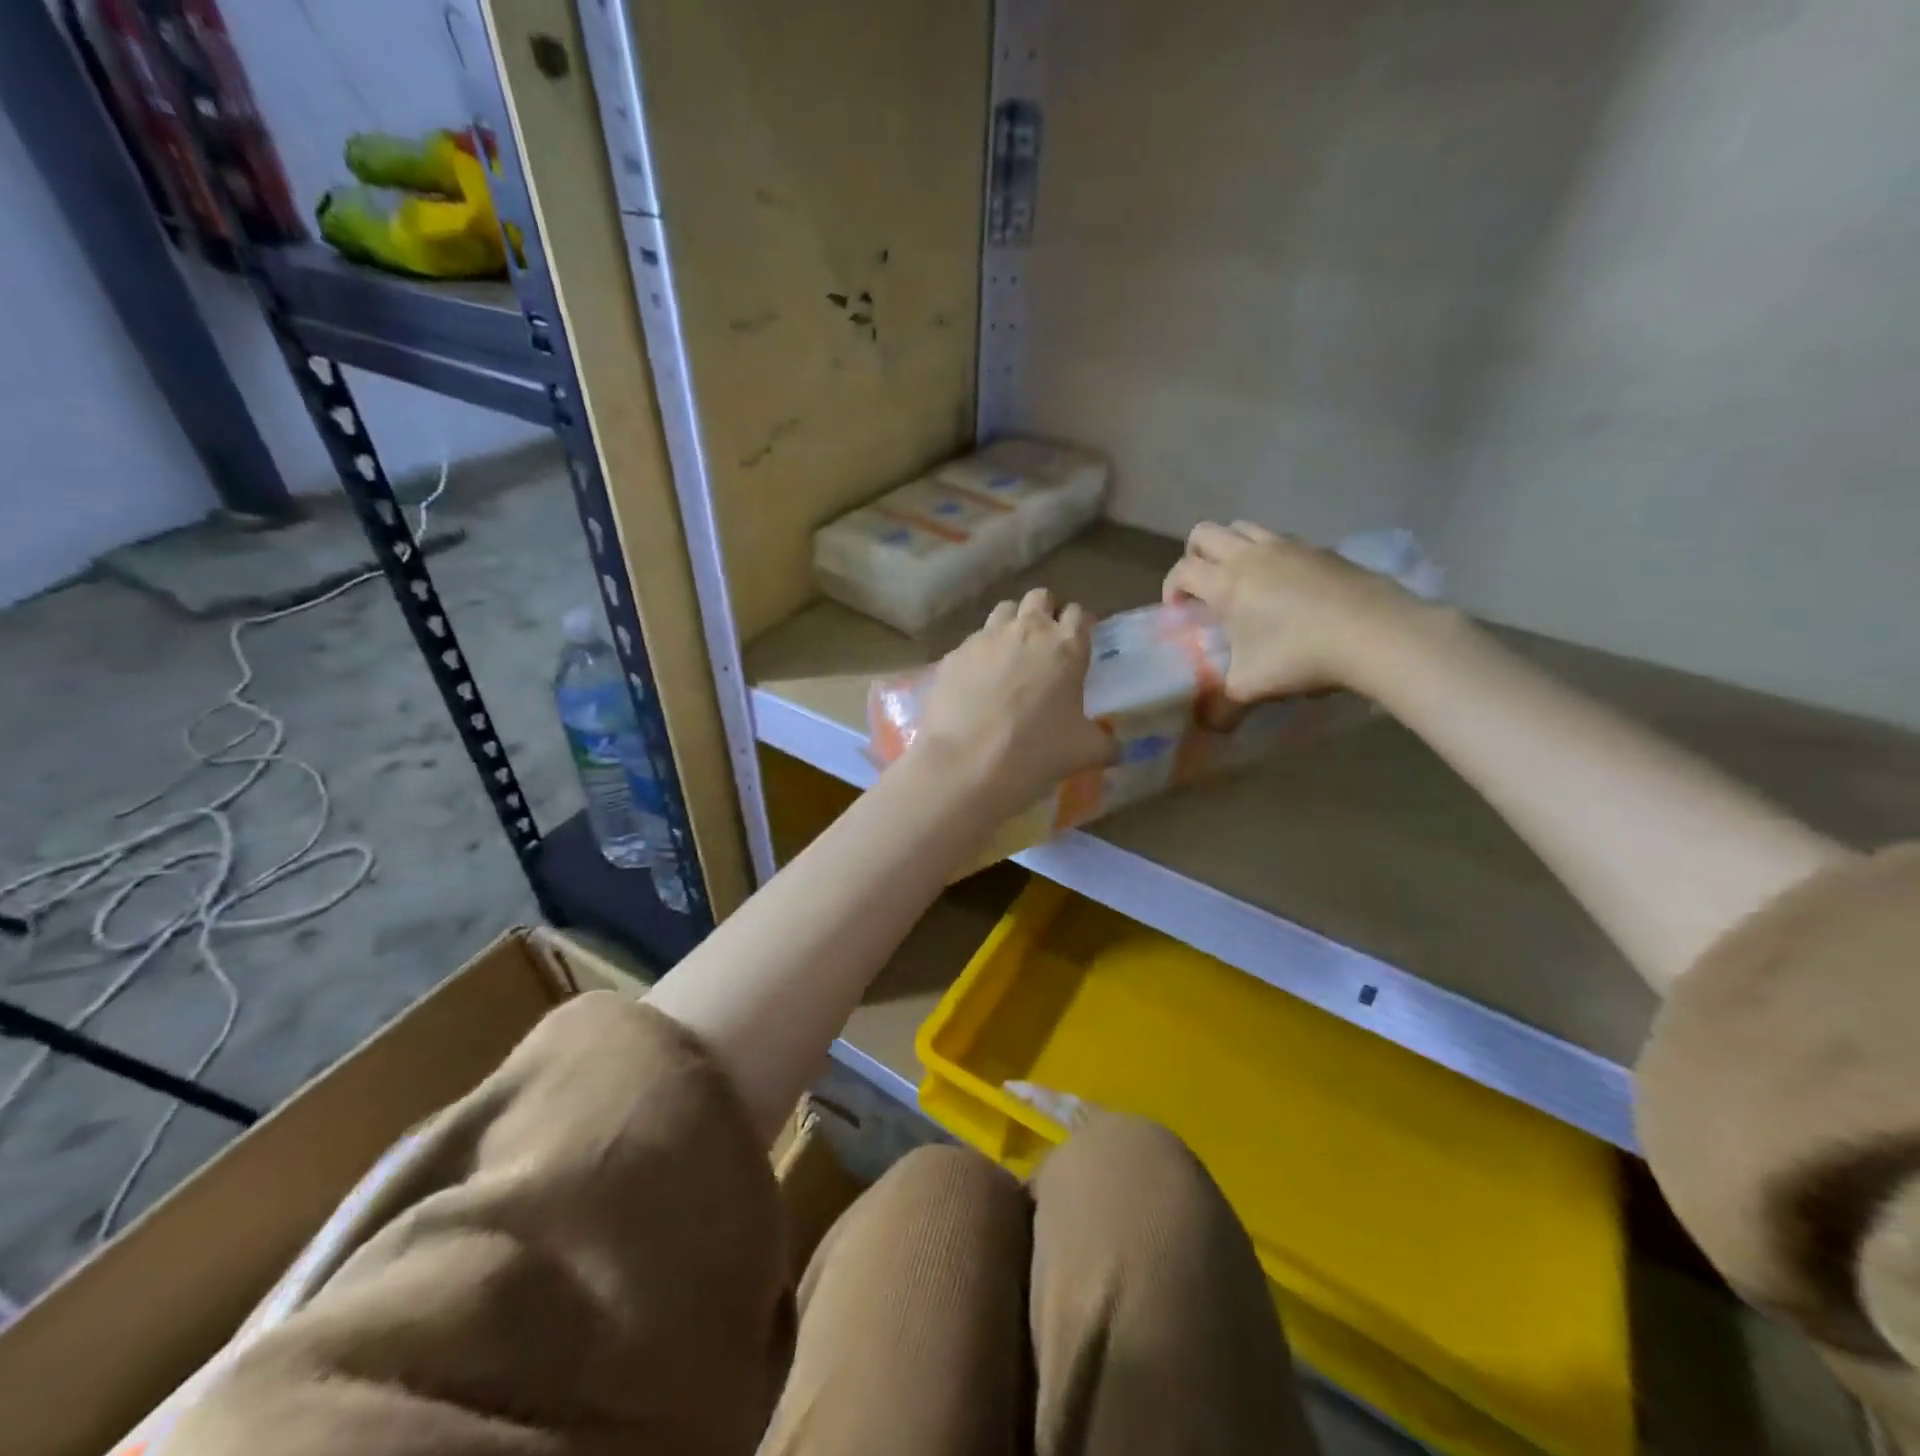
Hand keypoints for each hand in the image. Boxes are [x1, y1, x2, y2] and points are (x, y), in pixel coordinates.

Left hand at [912, 588, 1113, 812]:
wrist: (966, 764)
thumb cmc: (1036, 753)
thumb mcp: (1085, 752)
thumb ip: (1106, 744)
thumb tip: (1117, 749)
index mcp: (1066, 647)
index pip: (1079, 614)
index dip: (1079, 625)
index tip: (1077, 642)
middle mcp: (1027, 630)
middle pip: (1040, 598)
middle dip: (1045, 612)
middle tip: (1044, 644)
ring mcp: (986, 638)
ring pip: (1003, 610)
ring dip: (1011, 624)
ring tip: (1010, 655)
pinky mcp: (954, 654)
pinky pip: (972, 642)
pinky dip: (979, 654)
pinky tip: (976, 682)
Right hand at [1163, 521, 1435, 716]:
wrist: (1375, 633)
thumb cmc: (1299, 656)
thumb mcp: (1250, 688)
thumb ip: (1221, 705)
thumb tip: (1208, 724)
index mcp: (1225, 583)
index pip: (1182, 570)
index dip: (1171, 588)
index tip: (1180, 613)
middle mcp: (1250, 555)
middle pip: (1205, 533)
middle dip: (1195, 557)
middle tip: (1204, 590)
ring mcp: (1289, 546)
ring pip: (1243, 527)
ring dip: (1232, 548)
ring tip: (1243, 583)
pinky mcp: (1321, 549)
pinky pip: (1282, 540)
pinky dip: (1271, 556)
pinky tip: (1287, 589)